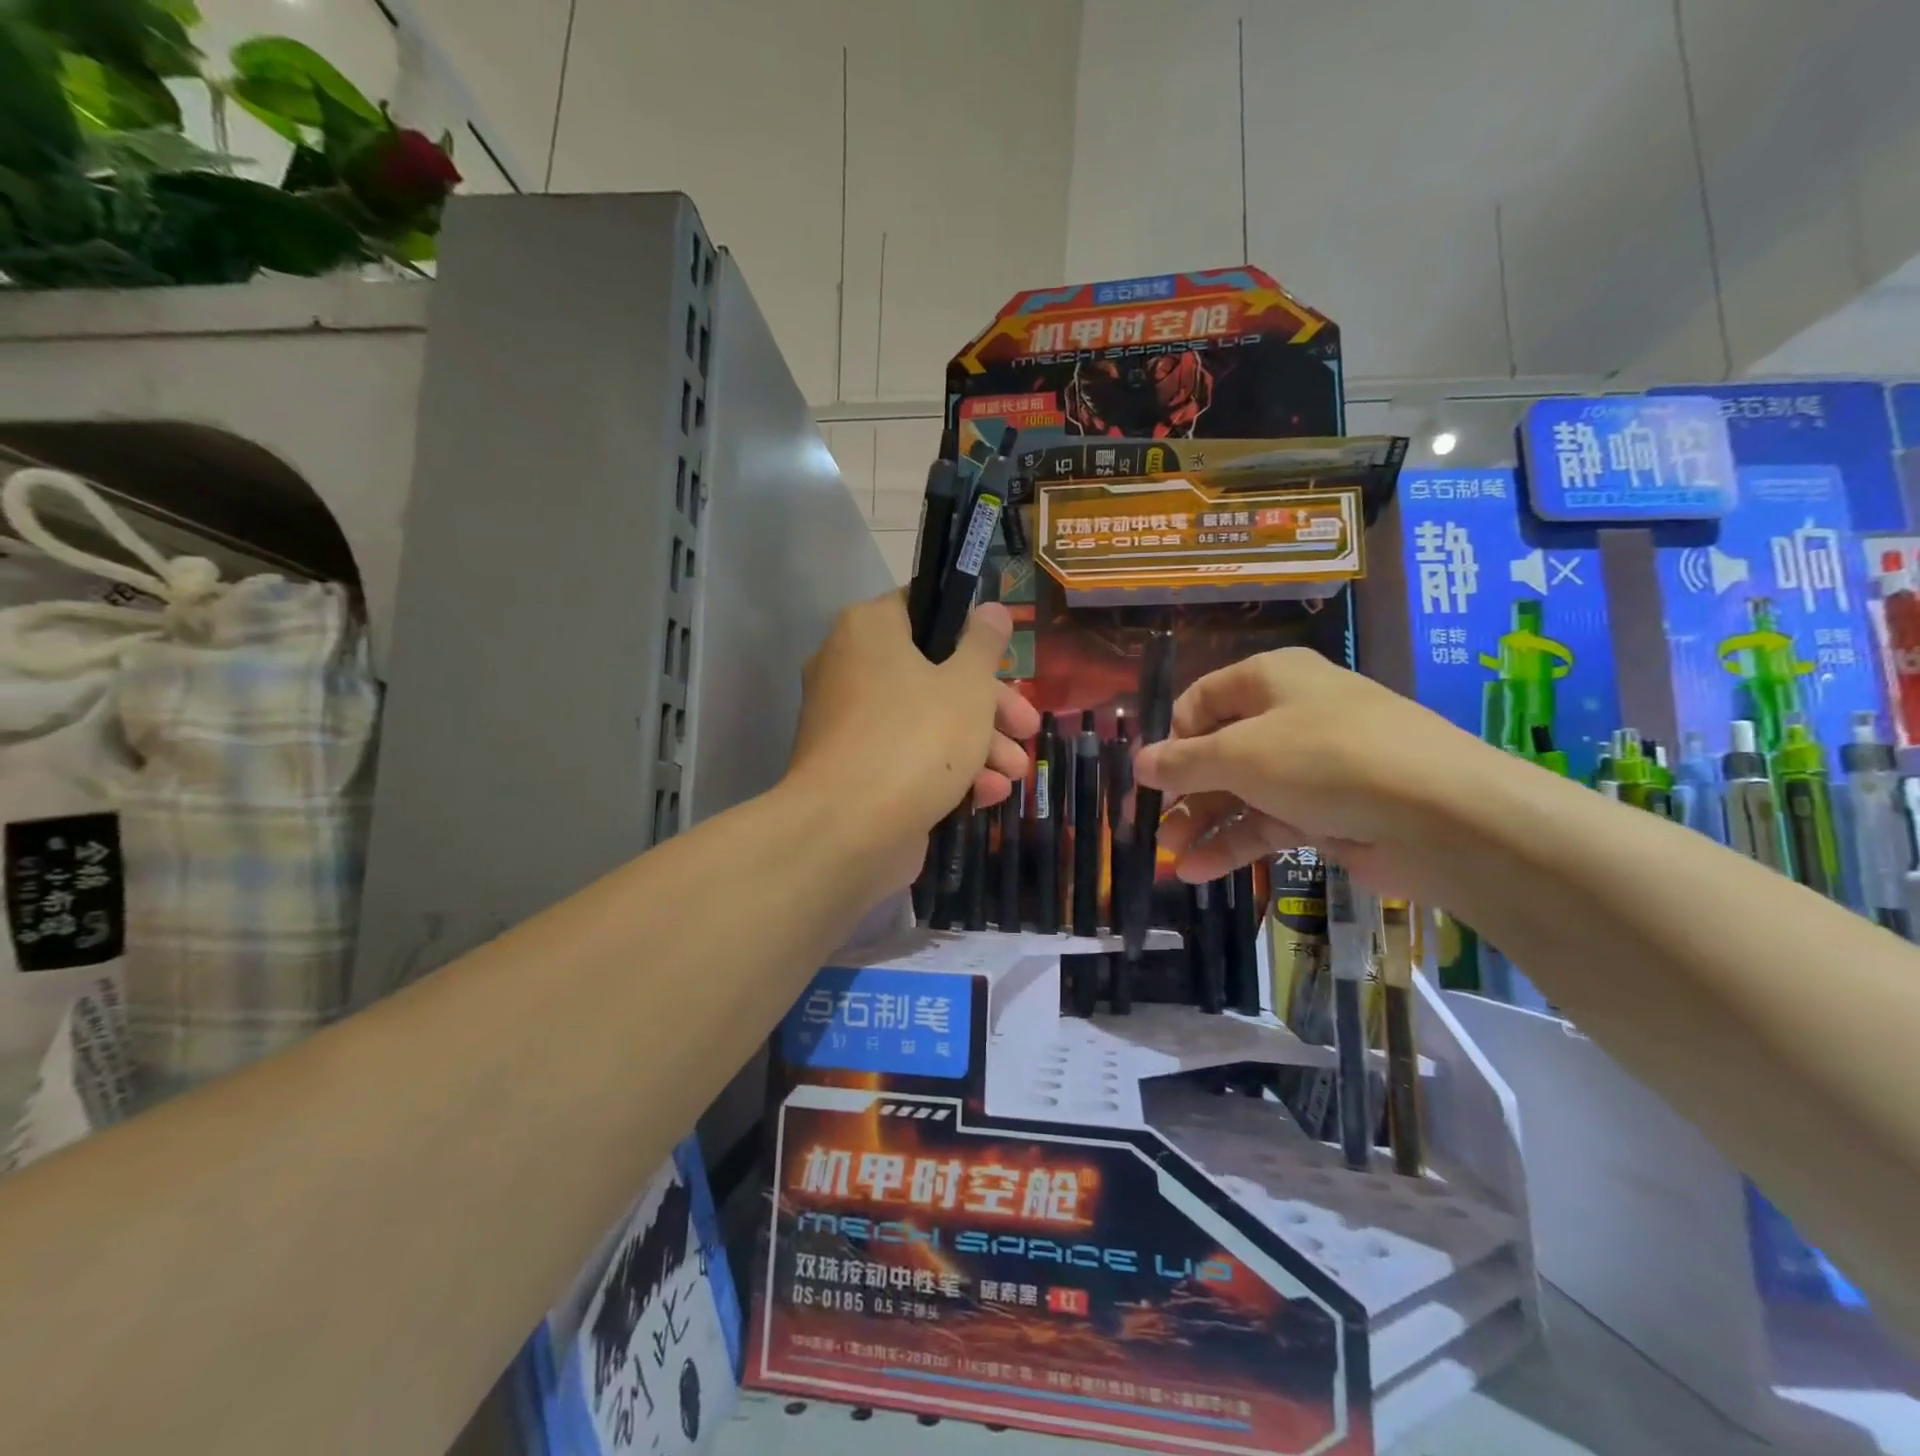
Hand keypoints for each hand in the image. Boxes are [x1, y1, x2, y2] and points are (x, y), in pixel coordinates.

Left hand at [786, 591, 1040, 884]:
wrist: (847, 831)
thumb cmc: (916, 738)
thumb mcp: (967, 685)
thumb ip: (984, 645)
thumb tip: (992, 609)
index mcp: (869, 630)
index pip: (922, 608)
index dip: (968, 630)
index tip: (1002, 656)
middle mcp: (851, 668)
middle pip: (933, 673)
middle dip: (990, 705)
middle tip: (1026, 725)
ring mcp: (850, 723)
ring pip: (925, 720)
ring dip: (978, 745)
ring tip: (1017, 772)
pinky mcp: (855, 770)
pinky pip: (906, 757)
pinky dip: (946, 771)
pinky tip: (989, 795)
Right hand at [1131, 647, 1489, 896]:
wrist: (1439, 814)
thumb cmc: (1323, 759)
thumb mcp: (1239, 755)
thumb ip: (1182, 762)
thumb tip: (1139, 763)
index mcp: (1269, 679)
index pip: (1201, 700)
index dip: (1171, 737)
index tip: (1149, 777)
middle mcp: (1289, 715)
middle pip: (1218, 751)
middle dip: (1181, 792)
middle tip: (1149, 827)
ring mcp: (1310, 766)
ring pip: (1241, 792)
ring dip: (1202, 824)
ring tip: (1169, 859)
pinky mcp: (1327, 812)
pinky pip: (1268, 823)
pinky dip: (1234, 845)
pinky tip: (1200, 872)